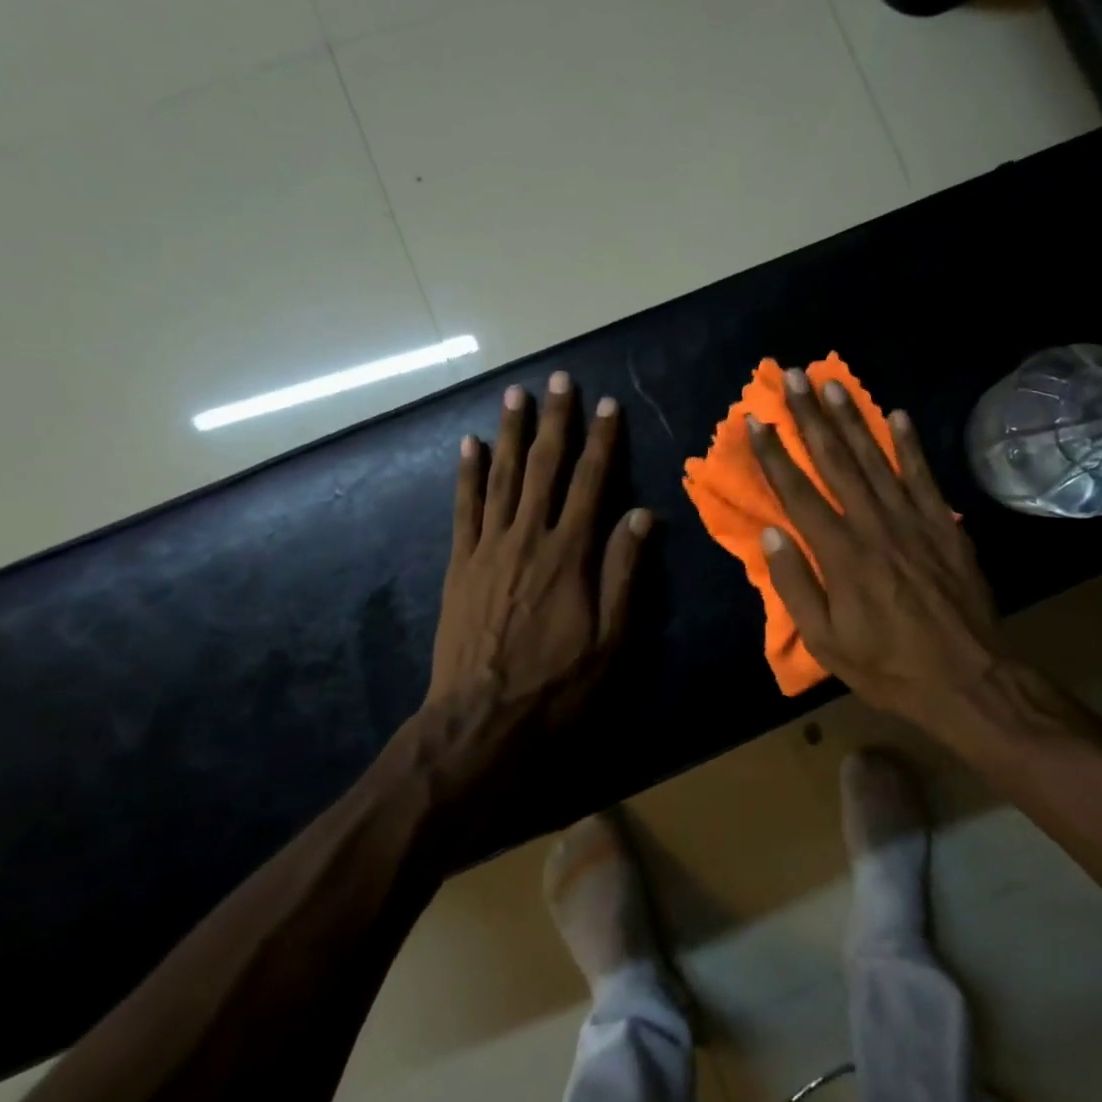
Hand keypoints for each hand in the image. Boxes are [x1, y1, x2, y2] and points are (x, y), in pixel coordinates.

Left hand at [417, 371, 650, 796]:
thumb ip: (623, 572)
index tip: (607, 405)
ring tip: (515, 395)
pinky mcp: (459, 564)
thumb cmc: (556, 685)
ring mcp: (487, 548)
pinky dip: (466, 474)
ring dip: (509, 433)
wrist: (480, 722)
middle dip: (554, 420)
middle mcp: (528, 538)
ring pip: (501, 477)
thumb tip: (642, 514)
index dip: (601, 441)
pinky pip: (463, 508)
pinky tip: (468, 445)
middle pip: (543, 467)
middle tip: (558, 379)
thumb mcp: (610, 639)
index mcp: (569, 554)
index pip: (590, 483)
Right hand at [746, 369, 1005, 729]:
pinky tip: (897, 414)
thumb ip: (795, 585)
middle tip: (794, 378)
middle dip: (811, 417)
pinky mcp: (945, 525)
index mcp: (840, 554)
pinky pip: (924, 476)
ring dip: (852, 419)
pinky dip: (910, 444)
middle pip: (835, 462)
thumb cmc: (888, 666)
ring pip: (876, 459)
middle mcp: (874, 525)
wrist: (968, 680)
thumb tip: (771, 534)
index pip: (798, 493)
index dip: (773, 455)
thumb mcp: (826, 641)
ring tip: (833, 383)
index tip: (755, 421)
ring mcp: (914, 520)